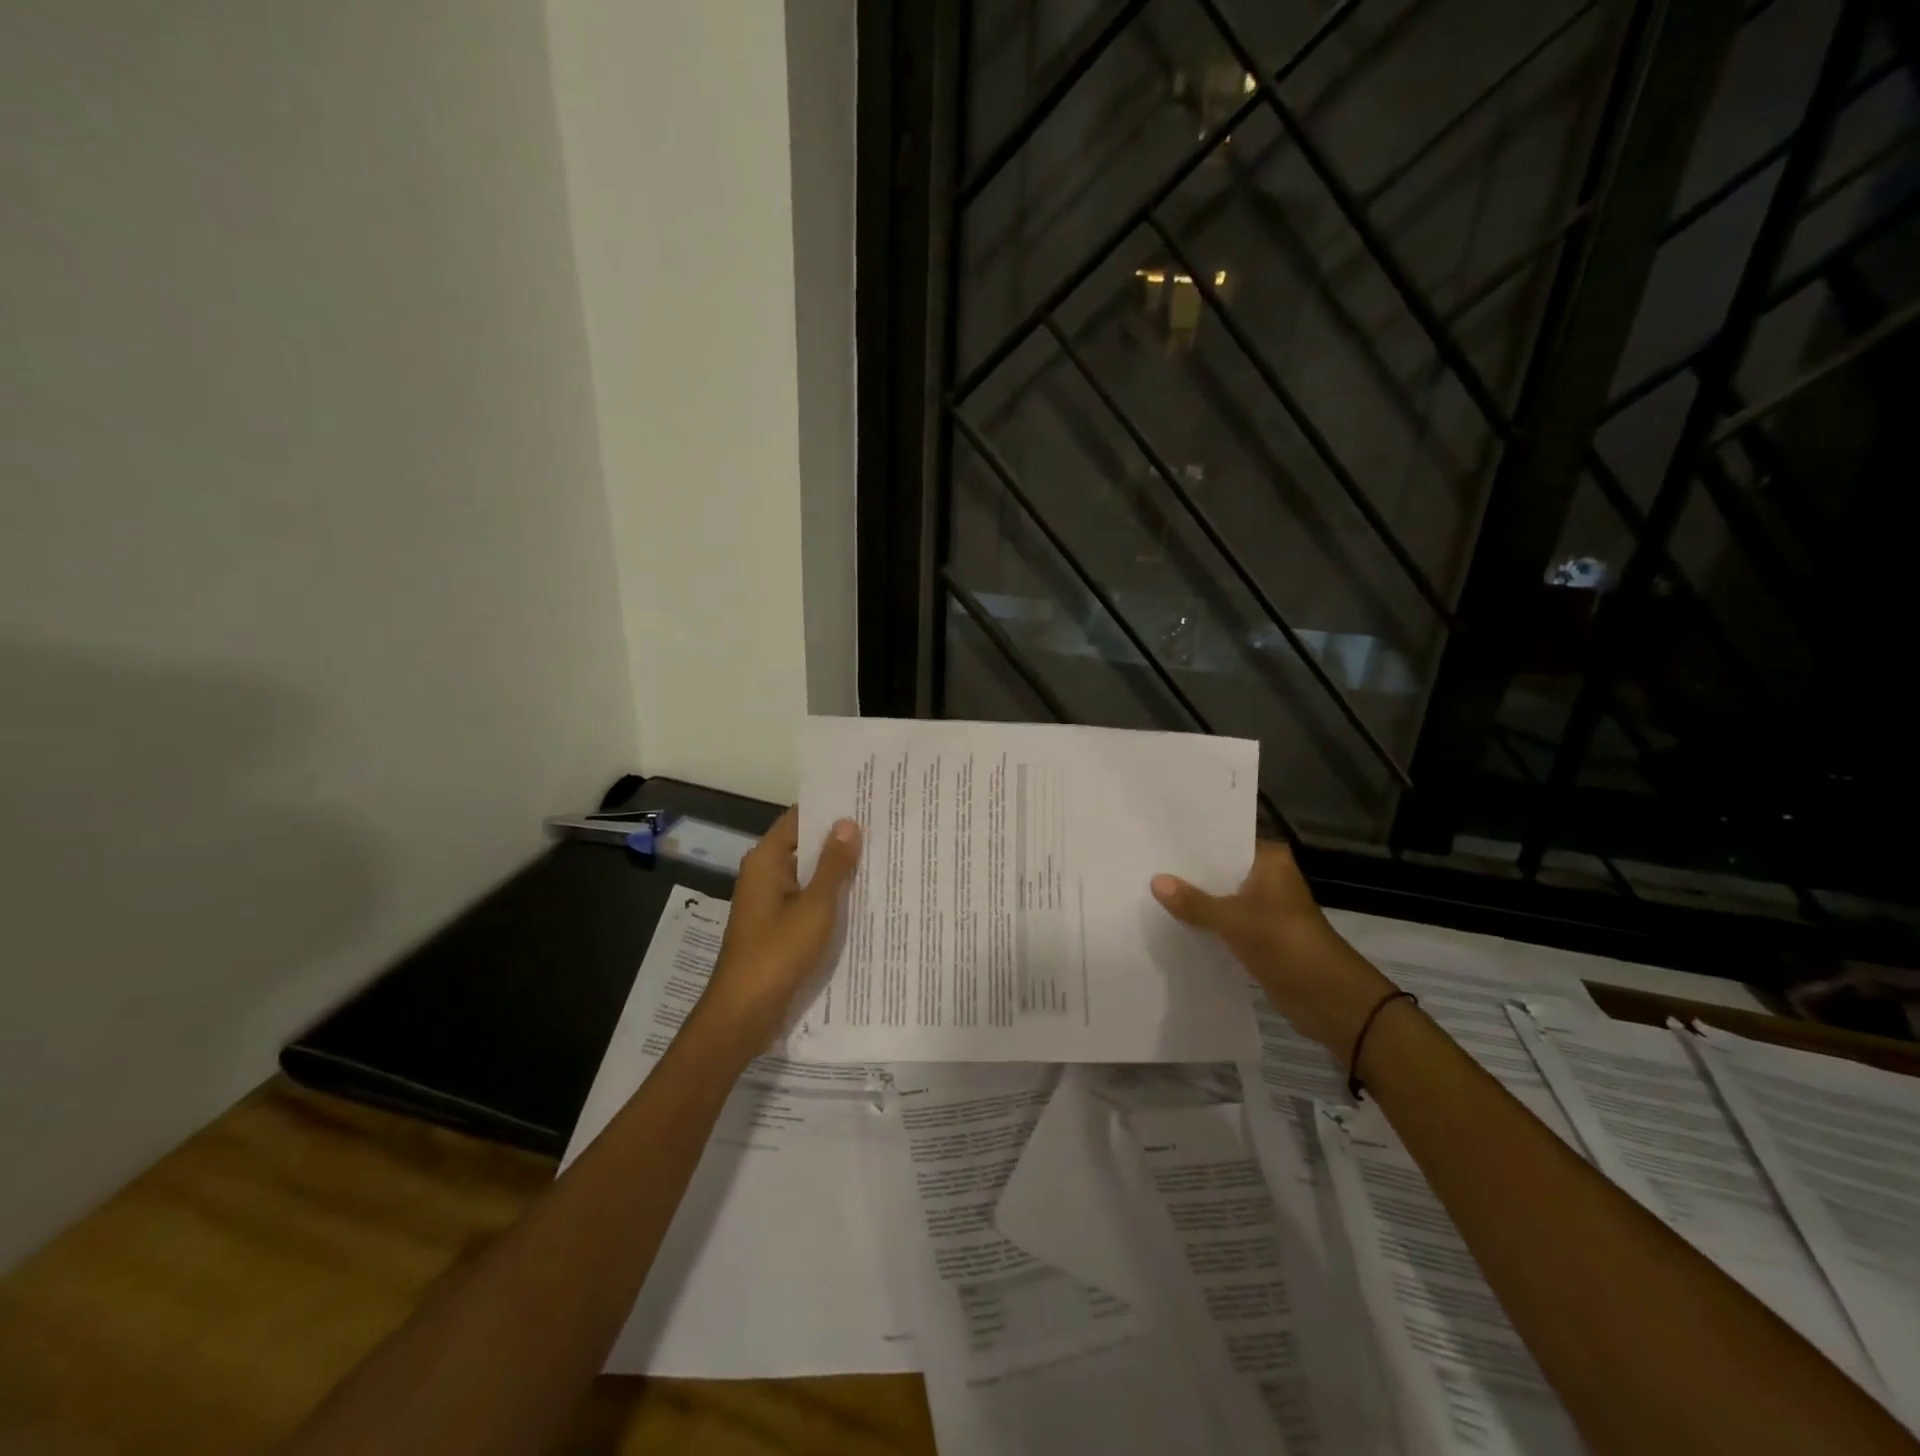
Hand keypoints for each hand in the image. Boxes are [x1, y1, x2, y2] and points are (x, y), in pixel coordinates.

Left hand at [702, 807, 861, 1040]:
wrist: (744, 1012)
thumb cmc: (778, 952)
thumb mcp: (814, 906)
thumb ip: (833, 865)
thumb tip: (849, 823)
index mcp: (767, 860)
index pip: (800, 818)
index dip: (830, 808)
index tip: (865, 800)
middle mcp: (764, 874)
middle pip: (804, 845)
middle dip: (839, 839)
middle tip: (883, 828)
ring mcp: (769, 901)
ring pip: (808, 874)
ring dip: (836, 869)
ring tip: (880, 857)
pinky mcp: (776, 925)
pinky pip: (806, 899)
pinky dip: (828, 895)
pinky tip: (861, 897)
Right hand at [1152, 841, 1395, 1059]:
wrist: (1329, 999)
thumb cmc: (1287, 945)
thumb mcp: (1235, 920)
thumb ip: (1194, 902)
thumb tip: (1155, 881)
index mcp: (1269, 861)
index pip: (1224, 839)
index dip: (1192, 840)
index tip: (1155, 834)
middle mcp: (1266, 877)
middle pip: (1219, 868)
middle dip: (1187, 870)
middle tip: (1144, 860)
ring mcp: (1263, 907)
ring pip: (1219, 895)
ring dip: (1193, 897)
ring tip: (1148, 886)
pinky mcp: (1257, 934)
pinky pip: (1222, 920)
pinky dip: (1203, 920)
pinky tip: (1170, 918)